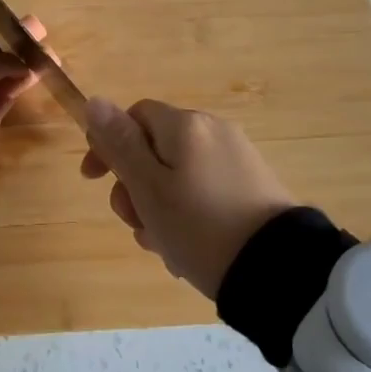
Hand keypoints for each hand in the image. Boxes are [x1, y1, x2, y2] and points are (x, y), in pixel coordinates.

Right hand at [80, 98, 295, 297]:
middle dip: (135, 186)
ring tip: (161, 247)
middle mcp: (213, 131)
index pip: (134, 116)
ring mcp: (237, 159)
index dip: (108, 143)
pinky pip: (205, 192)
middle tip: (135, 224)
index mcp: (186, 125)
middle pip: (156, 149)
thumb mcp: (149, 188)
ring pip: (178, 176)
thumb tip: (95, 101)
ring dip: (159, 207)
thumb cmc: (200, 226)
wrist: (277, 270)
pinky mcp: (253, 188)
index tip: (93, 180)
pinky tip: (186, 251)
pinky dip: (188, 215)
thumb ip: (120, 144)